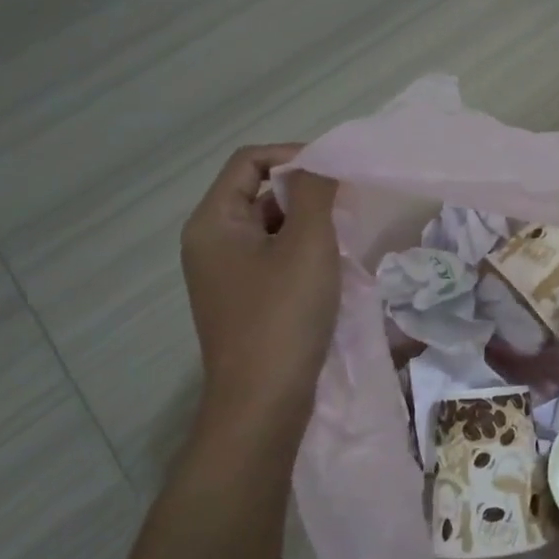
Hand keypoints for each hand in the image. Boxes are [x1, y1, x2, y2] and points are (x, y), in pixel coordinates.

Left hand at [180, 144, 341, 430]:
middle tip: (347, 204)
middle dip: (305, 191)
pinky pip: (273, 259)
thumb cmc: (283, 316)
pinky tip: (331, 269)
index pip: (249, 162)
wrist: (263, 403)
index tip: (336, 172)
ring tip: (343, 237)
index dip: (293, 156)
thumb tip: (320, 164)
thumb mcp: (307, 245)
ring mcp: (226, 275)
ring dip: (308, 224)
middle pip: (258, 193)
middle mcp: (211, 243)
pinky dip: (302, 253)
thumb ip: (315, 193)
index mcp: (213, 222)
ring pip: (270, 228)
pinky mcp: (245, 301)